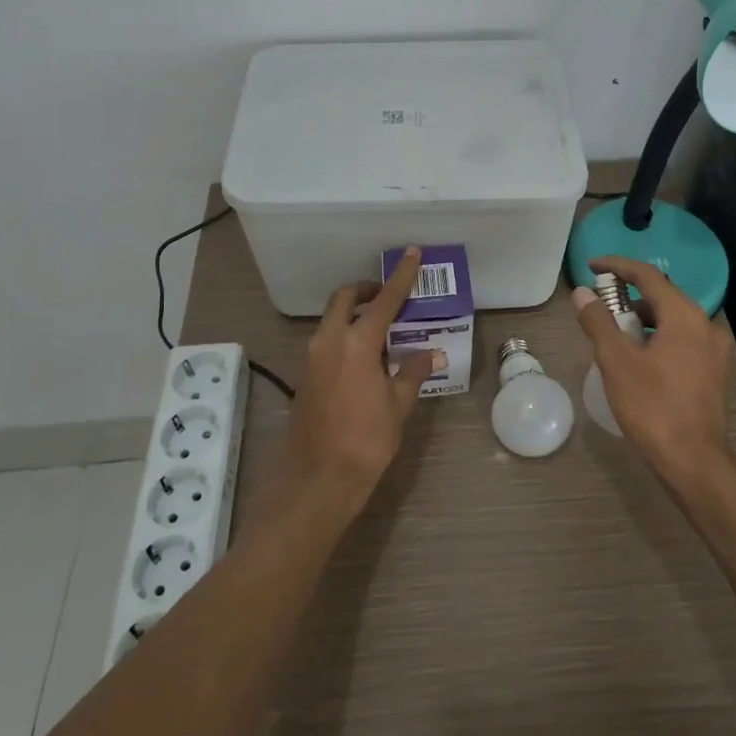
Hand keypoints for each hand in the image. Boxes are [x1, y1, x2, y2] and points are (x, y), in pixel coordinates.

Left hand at [289, 246, 440, 513]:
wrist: (317, 480)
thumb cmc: (365, 442)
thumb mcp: (398, 406)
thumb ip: (413, 372)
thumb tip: (430, 353)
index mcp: (356, 343)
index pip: (384, 300)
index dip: (401, 277)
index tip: (412, 254)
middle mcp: (329, 341)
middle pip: (345, 299)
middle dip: (366, 290)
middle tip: (389, 296)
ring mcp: (311, 358)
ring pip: (332, 319)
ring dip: (355, 314)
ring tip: (383, 329)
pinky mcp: (305, 375)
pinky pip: (327, 340)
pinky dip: (345, 335)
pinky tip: (366, 357)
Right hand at [573, 255, 734, 487]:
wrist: (694, 462)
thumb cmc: (653, 407)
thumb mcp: (617, 362)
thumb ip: (599, 322)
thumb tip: (582, 294)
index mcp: (685, 316)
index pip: (648, 276)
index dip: (617, 266)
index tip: (591, 266)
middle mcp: (706, 325)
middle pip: (663, 296)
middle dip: (629, 294)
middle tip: (599, 302)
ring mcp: (715, 350)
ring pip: (674, 319)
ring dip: (643, 317)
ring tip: (614, 331)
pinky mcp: (714, 372)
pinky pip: (682, 339)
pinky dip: (658, 336)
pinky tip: (638, 356)